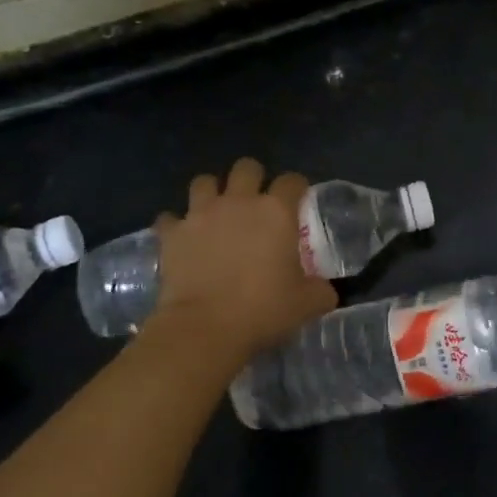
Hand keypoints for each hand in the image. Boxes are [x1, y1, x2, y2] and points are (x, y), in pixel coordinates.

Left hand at [142, 158, 336, 372]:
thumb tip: (326, 291)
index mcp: (276, 211)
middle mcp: (239, 202)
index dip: (297, 188)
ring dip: (211, 192)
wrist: (203, 329)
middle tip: (255, 202)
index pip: (292, 181)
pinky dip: (176, 225)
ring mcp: (201, 215)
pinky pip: (170, 218)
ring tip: (216, 212)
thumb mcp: (306, 304)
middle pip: (246, 167)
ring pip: (203, 182)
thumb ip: (320, 290)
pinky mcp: (172, 234)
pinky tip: (183, 239)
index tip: (299, 202)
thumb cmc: (262, 310)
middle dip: (252, 178)